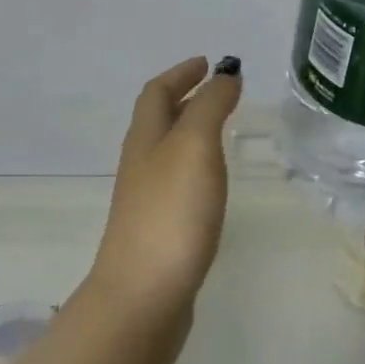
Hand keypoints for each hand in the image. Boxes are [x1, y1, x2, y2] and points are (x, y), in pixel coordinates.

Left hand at [86, 57, 241, 345]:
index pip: (157, 92)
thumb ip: (211, 106)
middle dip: (185, 98)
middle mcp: (140, 163)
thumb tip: (225, 73)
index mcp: (145, 137)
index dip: (180, 73)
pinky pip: (175, 183)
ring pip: (167, 151)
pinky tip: (211, 185)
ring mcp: (145, 200)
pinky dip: (194, 167)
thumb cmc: (170, 212)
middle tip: (218, 92)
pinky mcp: (157, 233)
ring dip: (190, 132)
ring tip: (220, 131)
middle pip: (158, 119)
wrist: (142, 301)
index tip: (207, 62)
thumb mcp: (195, 145)